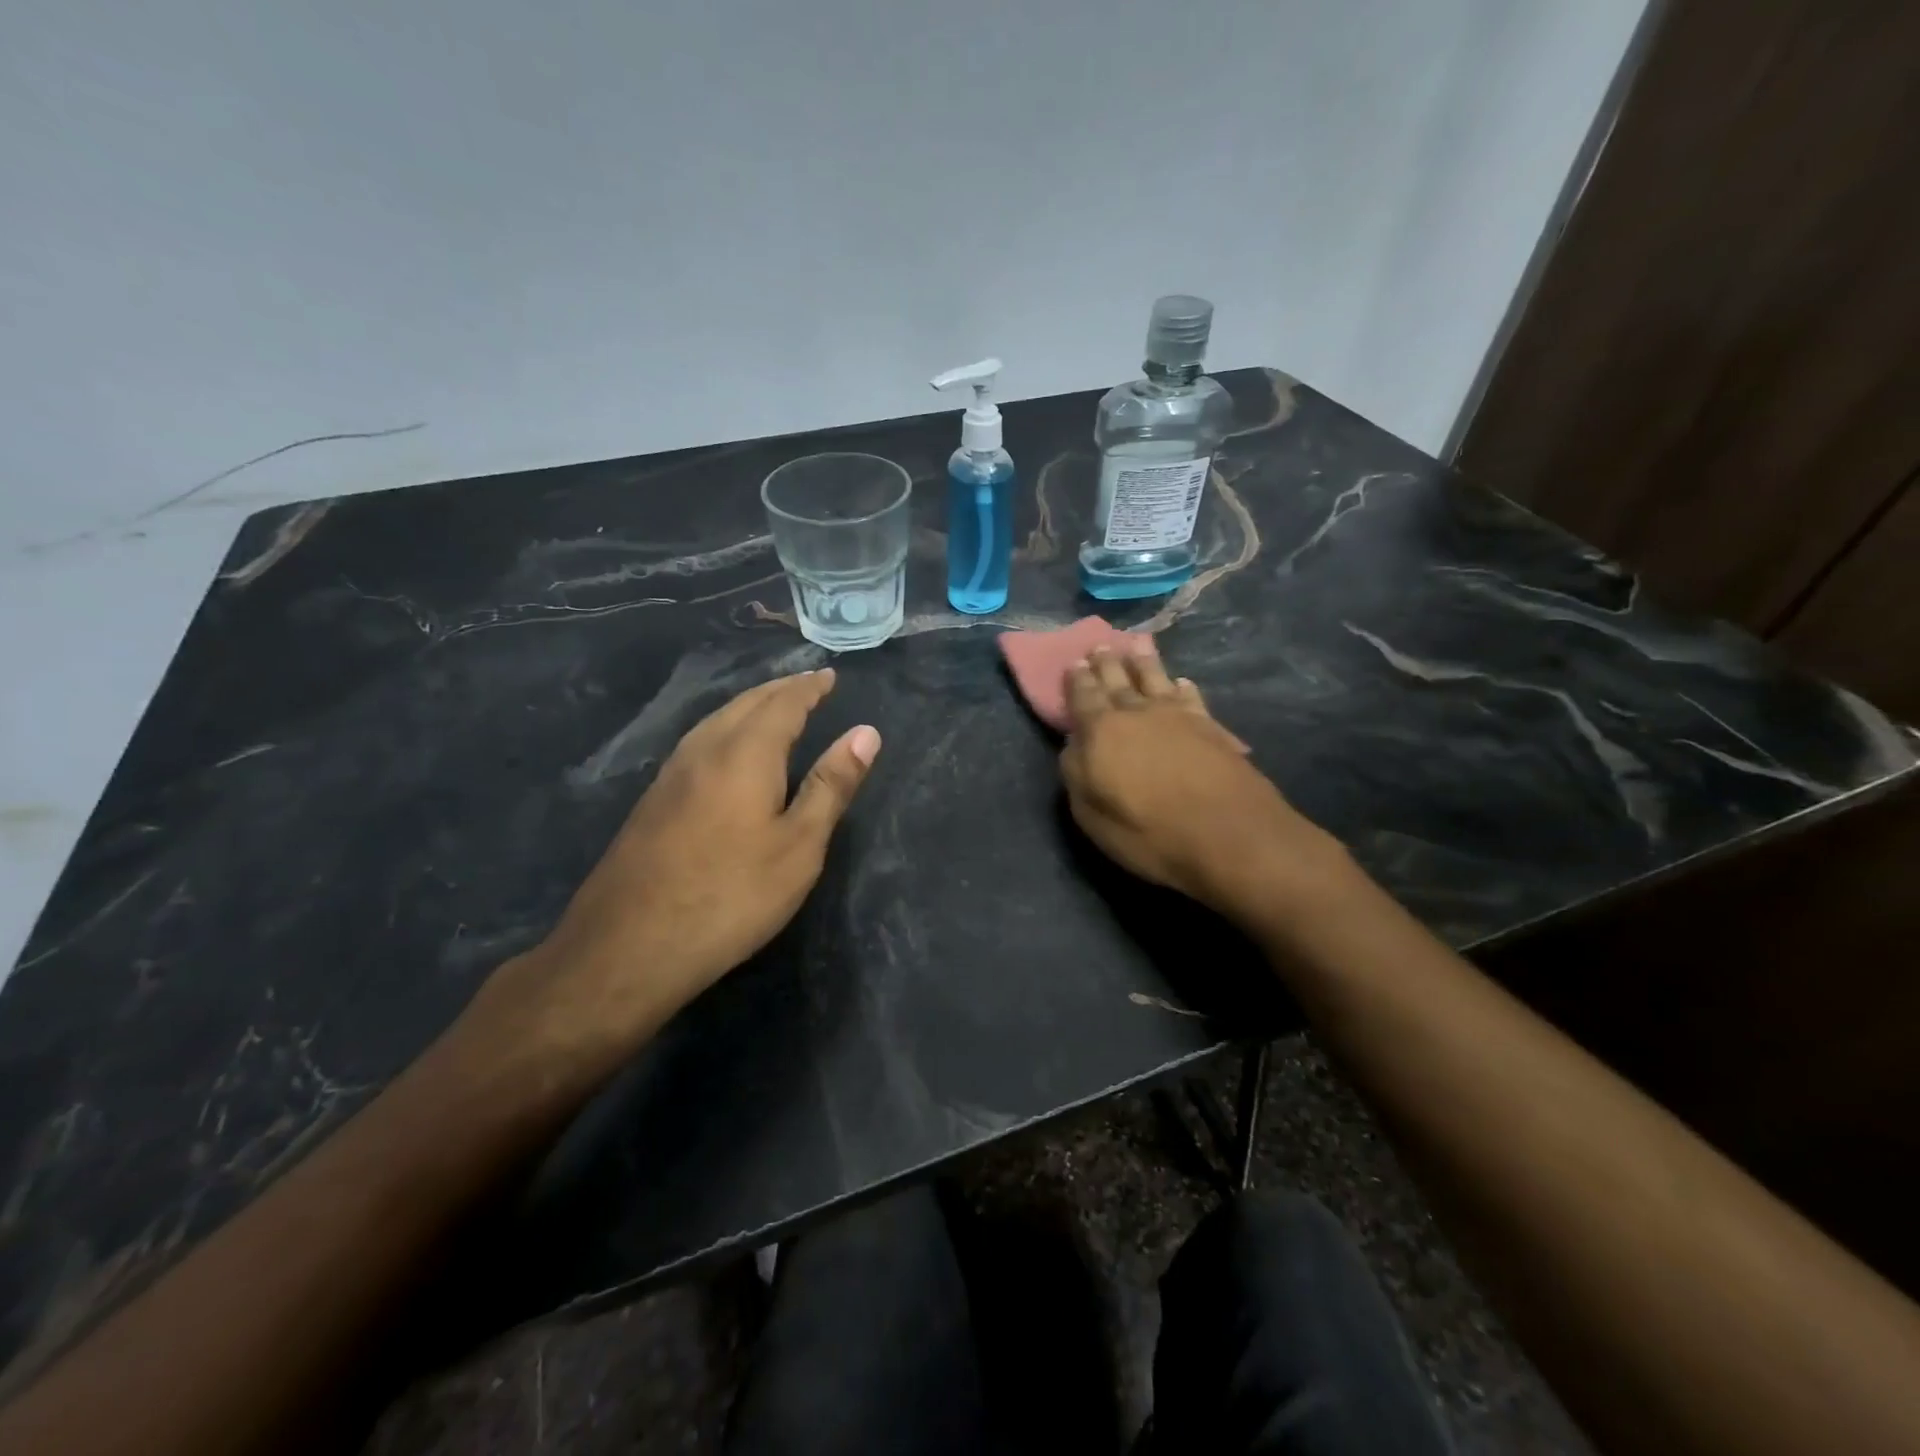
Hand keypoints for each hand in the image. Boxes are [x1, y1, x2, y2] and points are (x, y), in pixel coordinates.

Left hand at [461, 669, 878, 1082]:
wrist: (627, 946)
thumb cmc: (731, 895)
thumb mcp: (799, 846)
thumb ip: (831, 786)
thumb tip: (866, 732)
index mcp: (745, 753)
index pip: (784, 704)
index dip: (809, 688)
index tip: (829, 675)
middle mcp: (704, 750)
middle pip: (746, 704)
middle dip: (780, 690)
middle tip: (807, 684)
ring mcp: (671, 774)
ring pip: (717, 720)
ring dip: (750, 705)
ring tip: (773, 706)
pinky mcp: (653, 800)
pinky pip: (699, 742)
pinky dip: (727, 728)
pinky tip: (726, 749)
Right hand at [1059, 642, 1347, 919]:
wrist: (1228, 834)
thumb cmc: (1148, 831)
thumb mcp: (1091, 814)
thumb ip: (1076, 773)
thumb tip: (1074, 745)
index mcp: (1101, 731)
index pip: (1083, 697)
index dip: (1077, 680)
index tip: (1073, 662)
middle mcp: (1137, 713)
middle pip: (1118, 681)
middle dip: (1106, 663)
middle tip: (1099, 646)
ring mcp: (1178, 717)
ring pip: (1156, 679)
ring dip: (1144, 661)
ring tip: (1137, 644)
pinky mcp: (1211, 727)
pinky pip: (1192, 698)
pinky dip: (1183, 688)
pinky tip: (1182, 682)